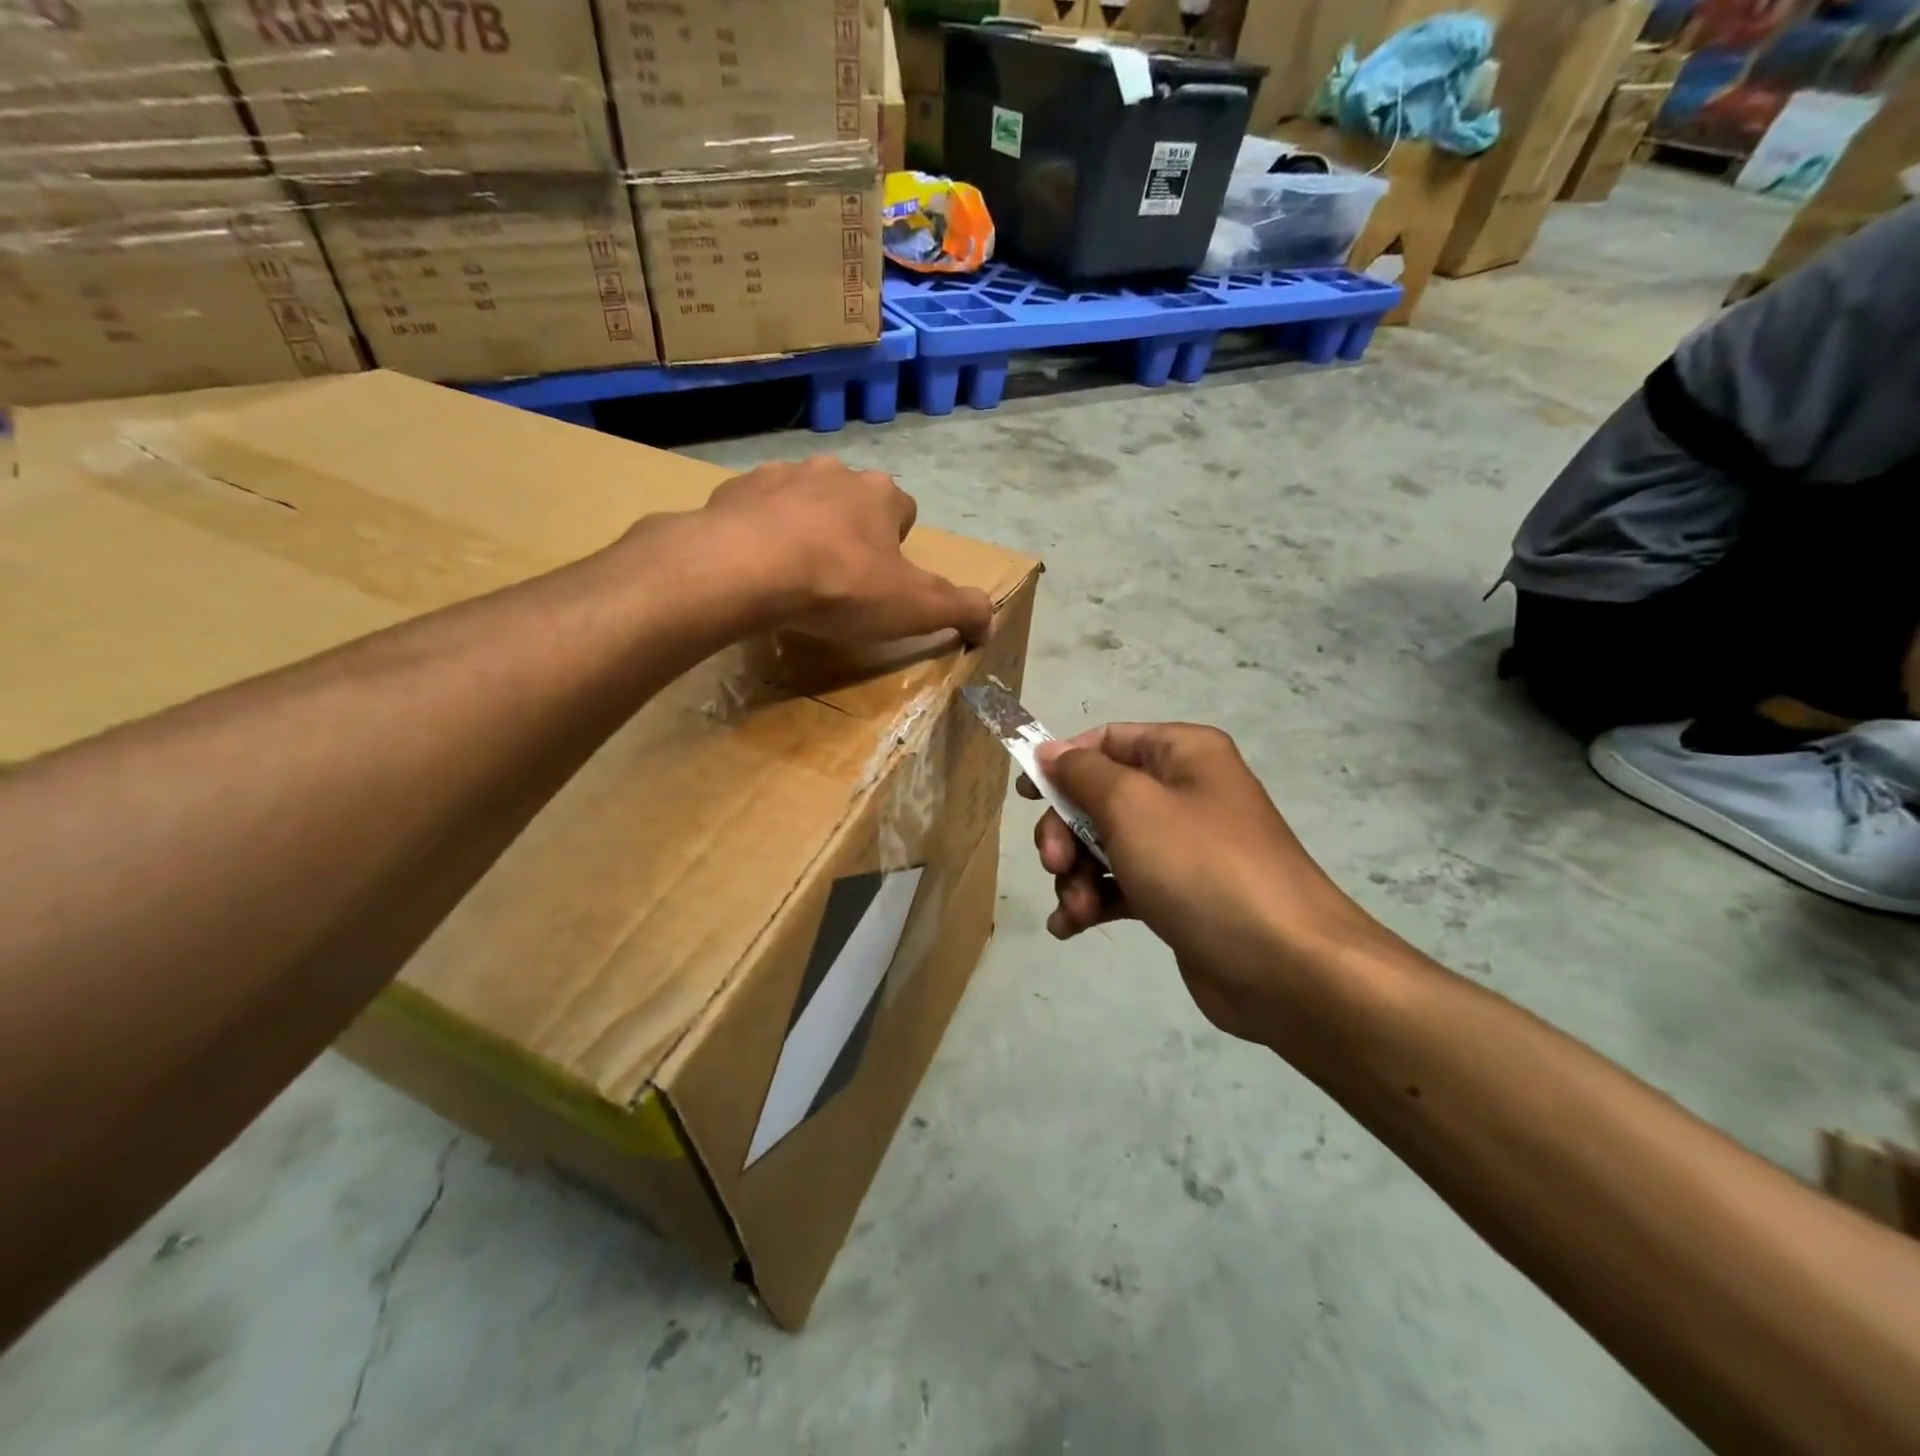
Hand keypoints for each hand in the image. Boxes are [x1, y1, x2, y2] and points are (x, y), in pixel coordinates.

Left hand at [690, 456, 992, 645]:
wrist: (745, 568)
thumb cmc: (840, 586)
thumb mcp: (915, 608)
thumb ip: (962, 610)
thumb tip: (990, 623)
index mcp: (881, 494)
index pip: (903, 511)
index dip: (897, 546)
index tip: (882, 581)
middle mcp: (834, 472)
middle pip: (853, 501)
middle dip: (850, 533)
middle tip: (838, 581)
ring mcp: (780, 475)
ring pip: (803, 499)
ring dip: (804, 528)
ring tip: (793, 575)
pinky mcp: (734, 489)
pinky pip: (755, 509)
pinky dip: (759, 532)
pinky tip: (754, 567)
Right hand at [1025, 723, 1380, 1044]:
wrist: (1285, 968)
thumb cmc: (1202, 868)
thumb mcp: (1132, 807)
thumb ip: (1082, 774)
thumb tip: (1049, 750)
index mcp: (1183, 754)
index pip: (1107, 740)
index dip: (1062, 762)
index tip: (1027, 795)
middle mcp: (1185, 793)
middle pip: (1099, 797)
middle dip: (1066, 832)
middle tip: (1054, 864)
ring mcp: (1182, 848)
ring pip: (1105, 846)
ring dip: (1075, 875)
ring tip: (1077, 909)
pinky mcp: (1178, 896)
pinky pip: (1121, 886)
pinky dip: (1093, 902)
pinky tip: (1072, 927)